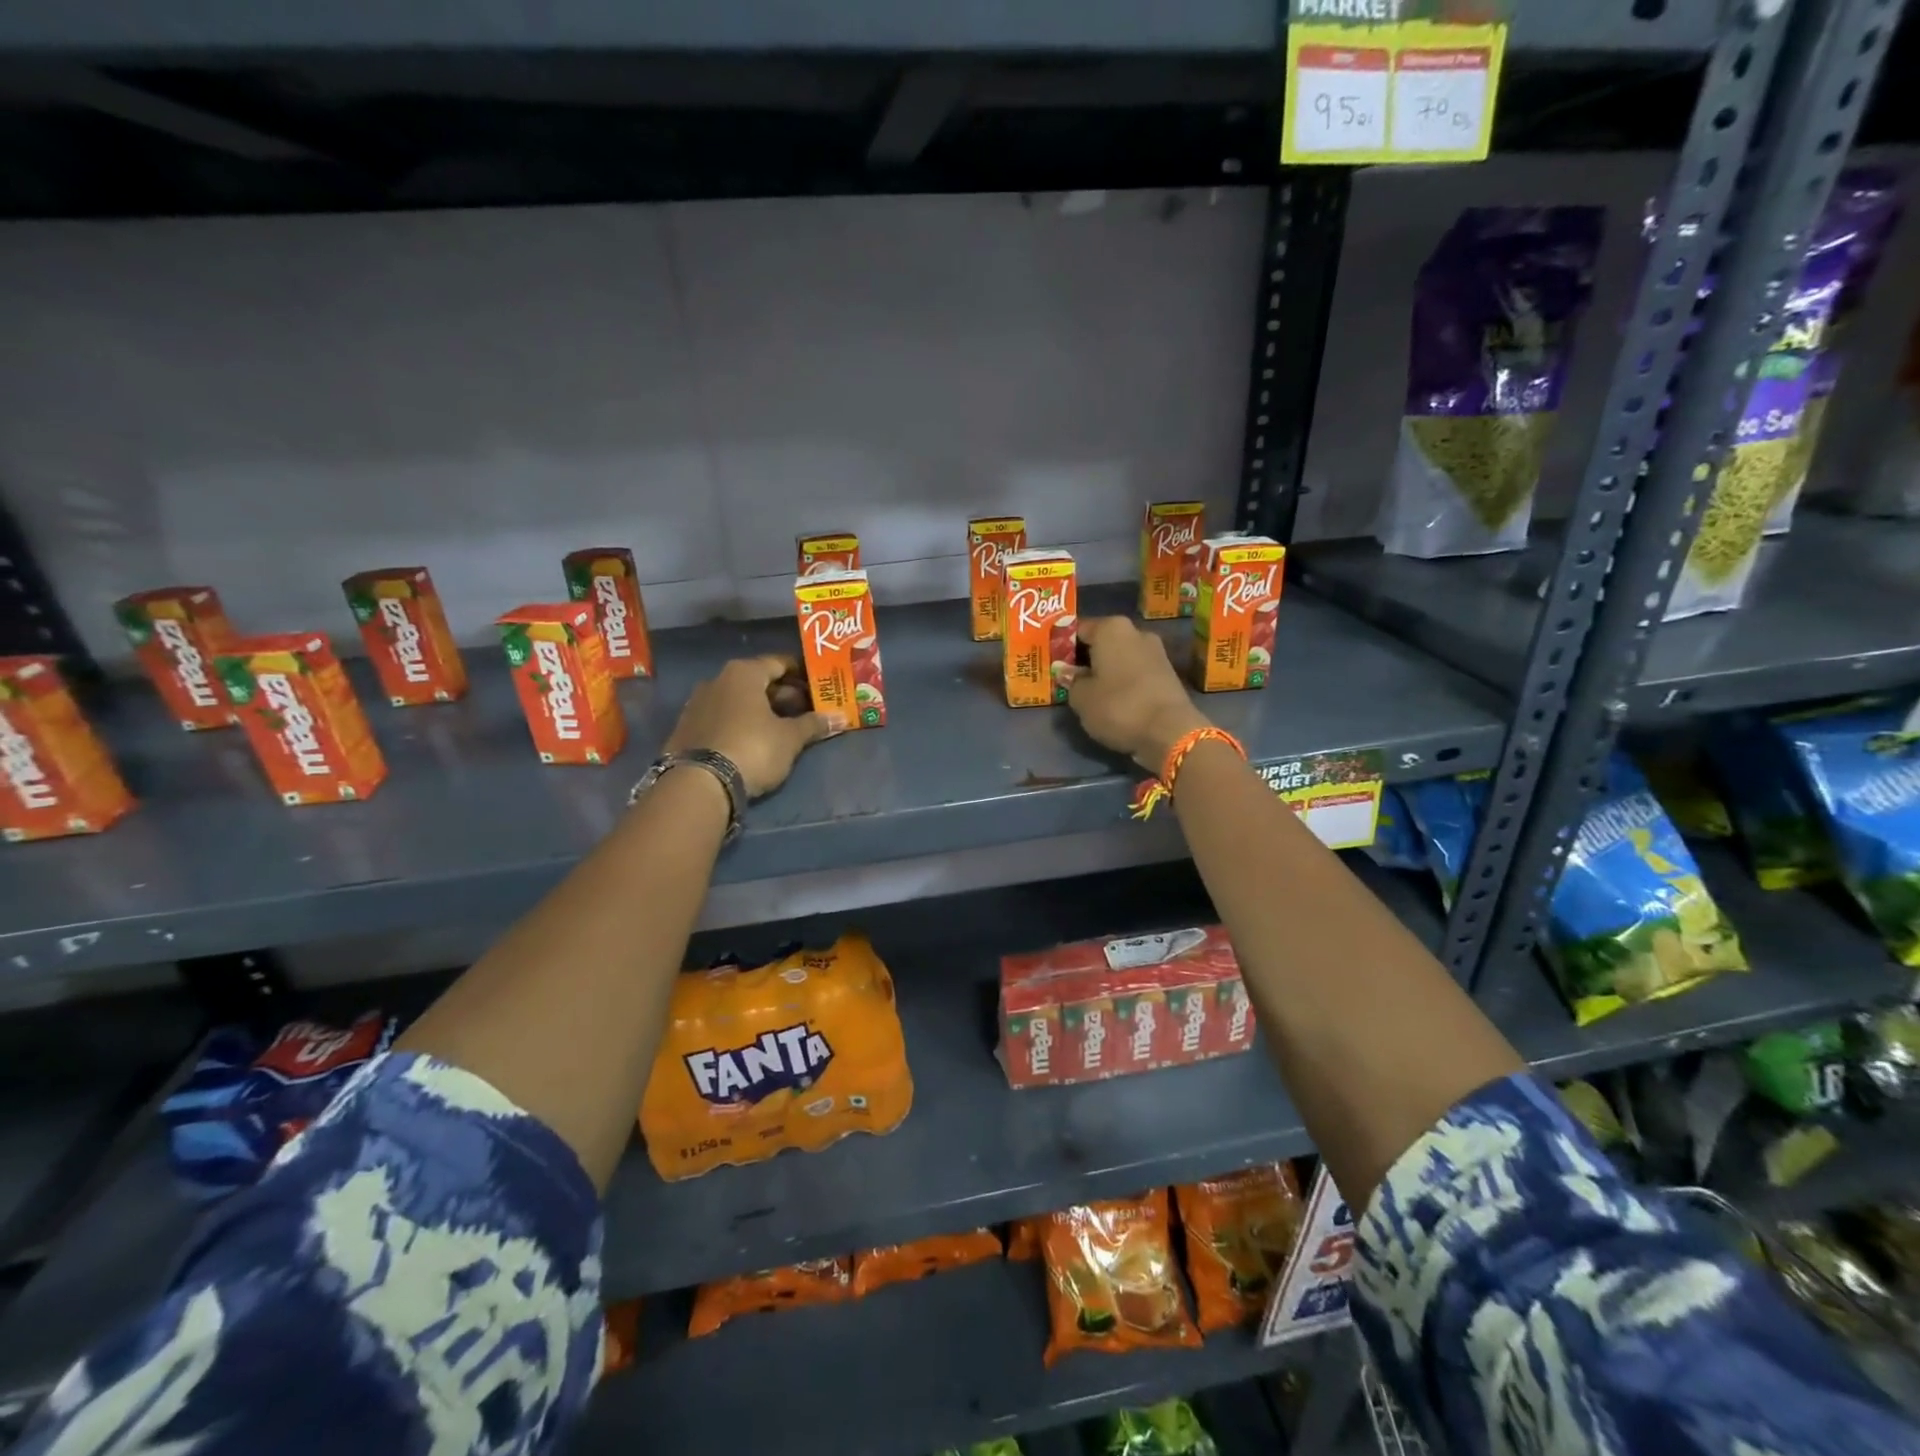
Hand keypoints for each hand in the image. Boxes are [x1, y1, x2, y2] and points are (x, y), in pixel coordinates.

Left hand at [666, 656, 832, 797]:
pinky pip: (723, 717)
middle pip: (758, 681)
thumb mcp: (790, 738)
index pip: (780, 663)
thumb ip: (814, 725)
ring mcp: (698, 704)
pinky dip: (741, 723)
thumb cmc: (752, 749)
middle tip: (807, 710)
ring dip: (761, 710)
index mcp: (743, 673)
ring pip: (739, 700)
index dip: (802, 674)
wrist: (699, 784)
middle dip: (784, 695)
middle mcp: (717, 680)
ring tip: (784, 728)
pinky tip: (754, 740)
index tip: (819, 686)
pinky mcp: (687, 728)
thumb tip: (840, 718)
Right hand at [1065, 617, 1209, 772]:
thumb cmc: (1118, 706)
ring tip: (1087, 691)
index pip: (1077, 629)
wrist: (1170, 732)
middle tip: (1066, 677)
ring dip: (1103, 670)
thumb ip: (1070, 681)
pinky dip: (1121, 681)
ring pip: (1118, 657)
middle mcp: (1135, 632)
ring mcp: (1155, 651)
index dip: (1061, 645)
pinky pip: (1134, 671)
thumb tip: (1067, 672)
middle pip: (1100, 641)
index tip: (1050, 662)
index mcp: (1111, 628)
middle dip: (1084, 658)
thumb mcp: (1081, 698)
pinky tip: (1110, 698)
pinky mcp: (1166, 673)